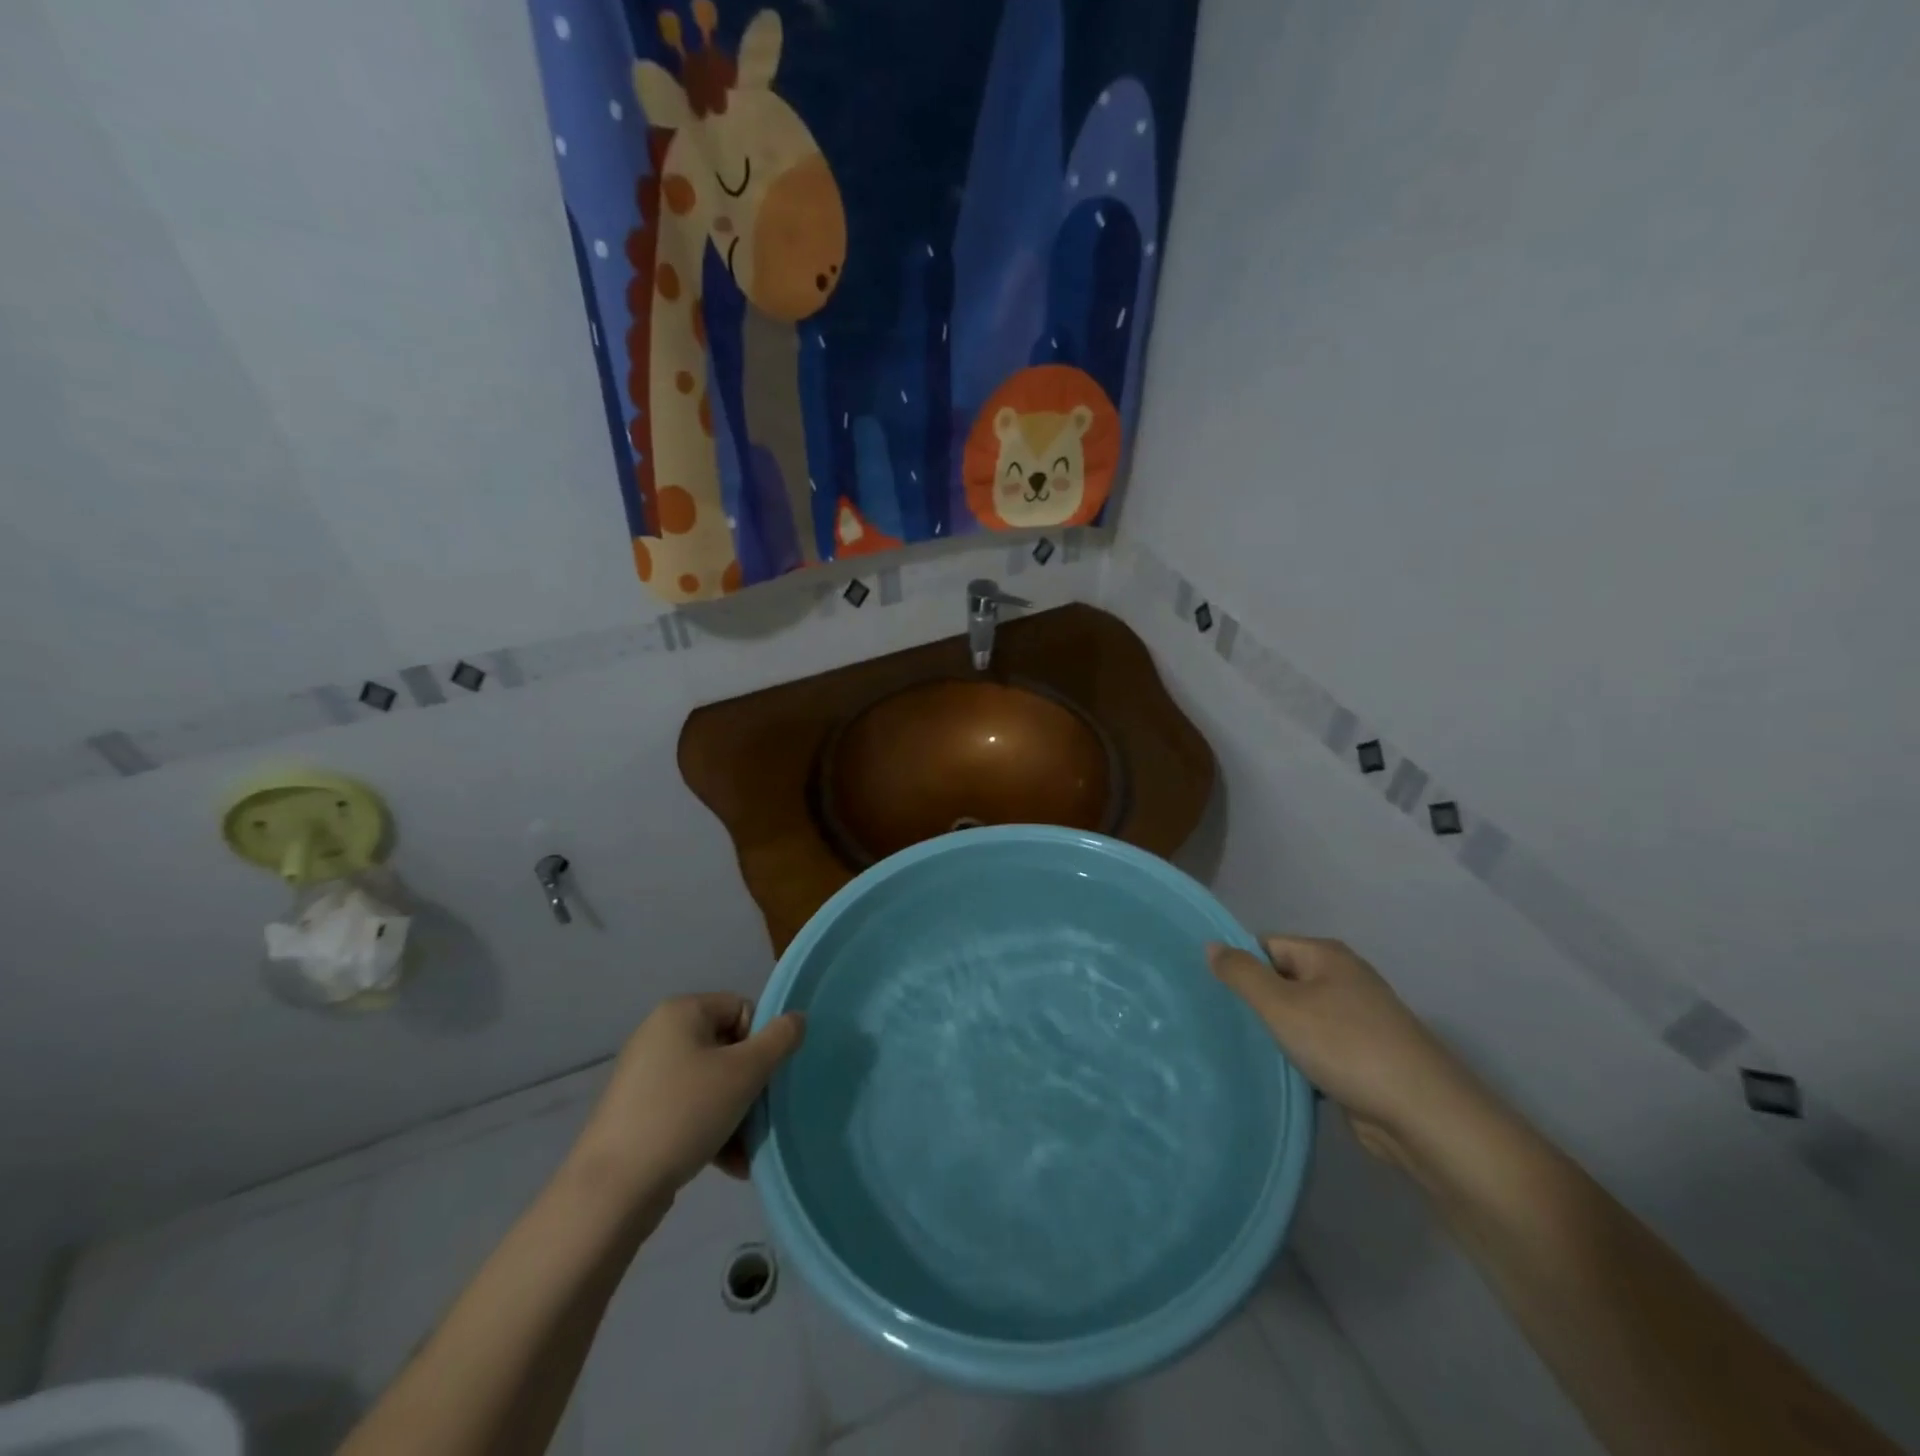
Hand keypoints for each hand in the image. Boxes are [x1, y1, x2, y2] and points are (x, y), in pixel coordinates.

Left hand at [573, 993, 805, 1206]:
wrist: (612, 1190)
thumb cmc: (685, 1113)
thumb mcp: (745, 1072)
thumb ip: (780, 1040)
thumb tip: (798, 1018)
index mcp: (681, 1011)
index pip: (742, 1009)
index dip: (760, 1042)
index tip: (762, 1079)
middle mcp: (660, 1034)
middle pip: (728, 1048)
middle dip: (750, 1085)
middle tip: (759, 1118)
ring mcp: (646, 1076)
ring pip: (711, 1083)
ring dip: (736, 1114)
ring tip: (745, 1152)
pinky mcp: (639, 1113)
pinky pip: (689, 1109)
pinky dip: (712, 1130)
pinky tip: (729, 1165)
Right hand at [1208, 937, 1473, 1169]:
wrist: (1423, 1114)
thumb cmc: (1346, 1047)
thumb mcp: (1281, 1005)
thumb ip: (1242, 974)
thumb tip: (1211, 945)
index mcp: (1326, 955)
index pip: (1266, 945)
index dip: (1240, 965)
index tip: (1212, 993)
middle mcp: (1344, 978)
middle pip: (1282, 979)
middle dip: (1256, 1001)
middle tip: (1220, 1023)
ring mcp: (1358, 1018)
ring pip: (1299, 1016)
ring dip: (1277, 1033)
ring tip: (1242, 1049)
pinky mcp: (1364, 1056)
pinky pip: (1318, 1045)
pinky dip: (1299, 1057)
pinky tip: (1279, 1075)